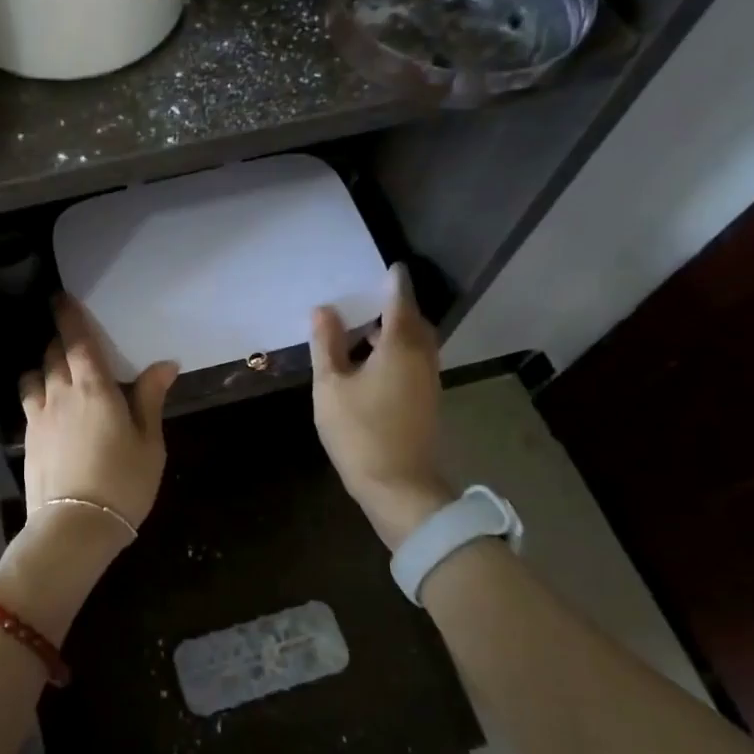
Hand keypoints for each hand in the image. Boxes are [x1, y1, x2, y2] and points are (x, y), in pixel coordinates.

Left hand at [18, 295, 177, 531]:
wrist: (74, 527)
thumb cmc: (123, 482)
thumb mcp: (149, 442)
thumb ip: (150, 398)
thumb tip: (165, 364)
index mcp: (94, 388)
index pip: (77, 340)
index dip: (68, 316)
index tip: (60, 298)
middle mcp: (60, 393)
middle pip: (53, 353)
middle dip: (60, 340)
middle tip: (72, 340)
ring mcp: (38, 415)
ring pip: (35, 375)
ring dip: (44, 366)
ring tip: (56, 372)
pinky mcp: (27, 437)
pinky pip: (28, 402)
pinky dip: (36, 392)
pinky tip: (46, 405)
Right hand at [311, 264, 457, 548]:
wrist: (399, 487)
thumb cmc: (360, 431)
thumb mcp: (331, 385)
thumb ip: (327, 345)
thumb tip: (324, 309)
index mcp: (400, 346)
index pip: (400, 300)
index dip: (394, 281)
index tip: (390, 266)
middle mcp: (422, 357)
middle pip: (414, 321)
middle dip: (397, 306)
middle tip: (372, 297)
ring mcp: (428, 380)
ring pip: (416, 343)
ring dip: (397, 330)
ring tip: (366, 329)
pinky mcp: (426, 400)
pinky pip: (414, 361)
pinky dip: (398, 350)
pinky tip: (372, 363)